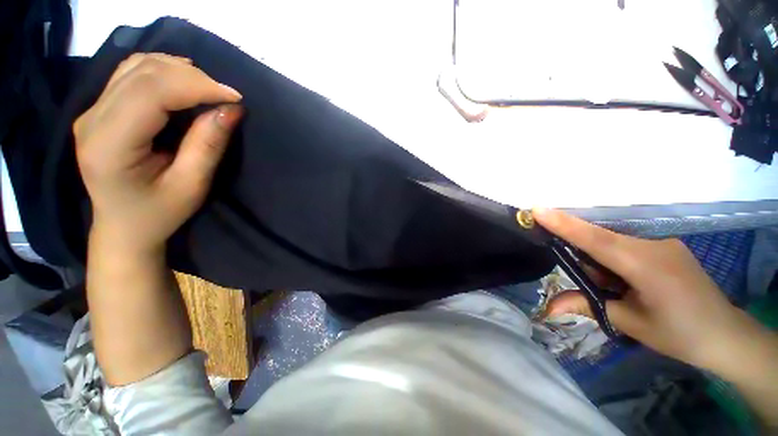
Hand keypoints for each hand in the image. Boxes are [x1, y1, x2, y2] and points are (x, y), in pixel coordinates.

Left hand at [74, 53, 243, 254]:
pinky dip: (163, 70)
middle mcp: (92, 118)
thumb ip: (208, 145)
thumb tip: (231, 110)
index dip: (196, 86)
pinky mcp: (99, 108)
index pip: (150, 92)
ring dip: (179, 71)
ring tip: (209, 90)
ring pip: (137, 66)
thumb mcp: (191, 185)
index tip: (235, 98)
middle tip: (227, 97)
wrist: (123, 227)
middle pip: (143, 73)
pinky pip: (131, 72)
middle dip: (193, 77)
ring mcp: (91, 110)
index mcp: (108, 144)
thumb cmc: (158, 213)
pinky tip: (184, 82)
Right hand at [533, 208, 752, 371]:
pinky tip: (629, 283)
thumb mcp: (629, 323)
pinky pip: (626, 245)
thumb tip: (548, 308)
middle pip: (600, 241)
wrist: (727, 336)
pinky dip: (615, 261)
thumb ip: (587, 306)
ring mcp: (661, 242)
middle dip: (586, 260)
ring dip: (602, 264)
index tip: (537, 210)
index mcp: (646, 265)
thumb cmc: (680, 334)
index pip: (596, 240)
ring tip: (620, 291)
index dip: (565, 224)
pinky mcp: (664, 246)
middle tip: (598, 287)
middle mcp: (653, 245)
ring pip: (612, 244)